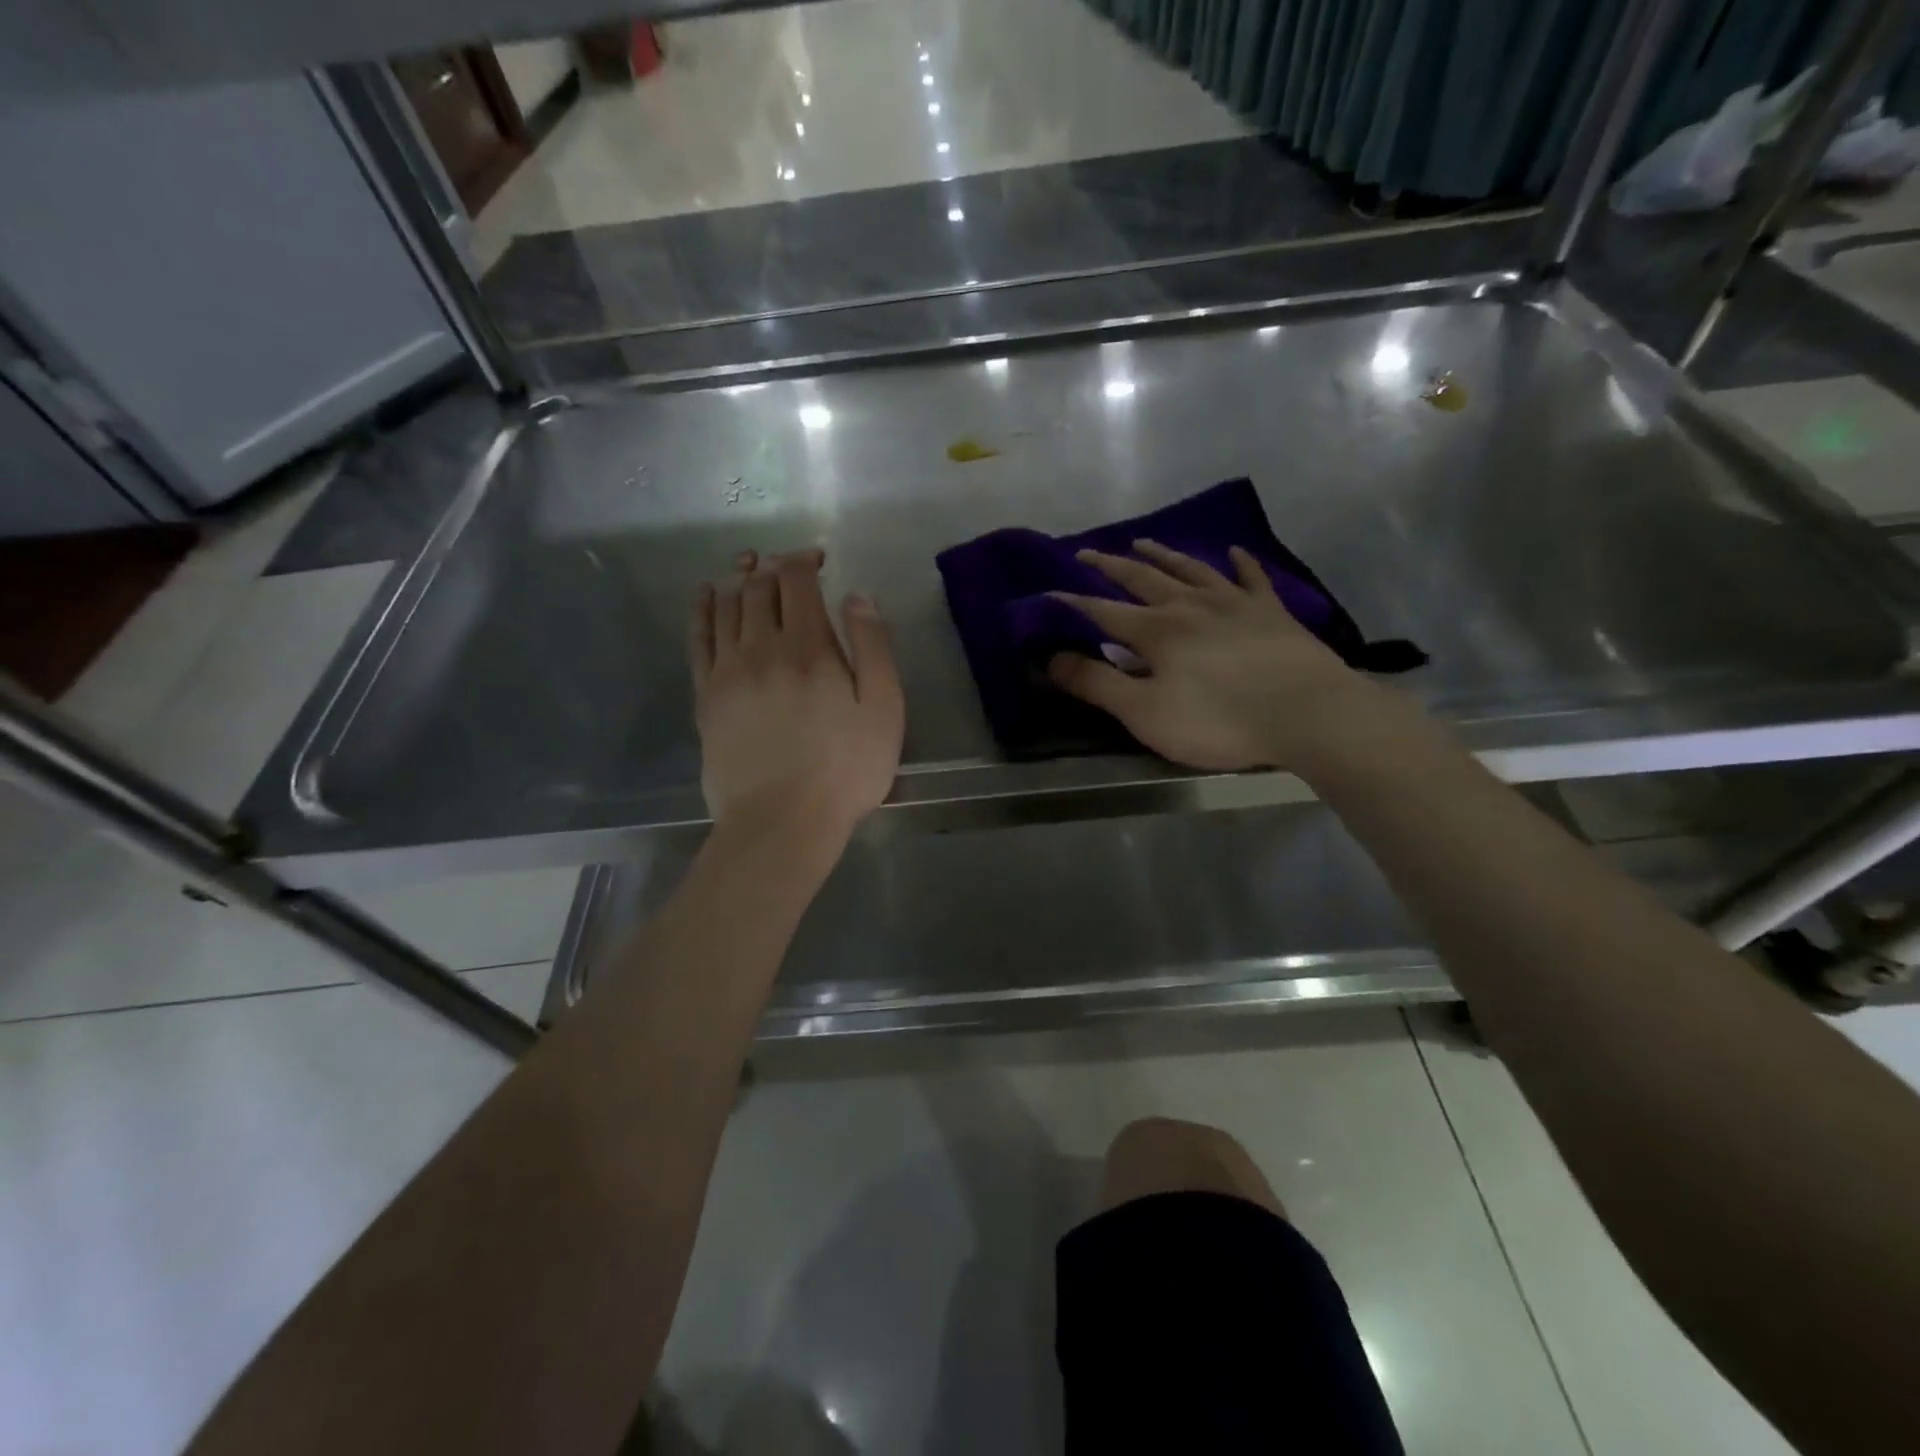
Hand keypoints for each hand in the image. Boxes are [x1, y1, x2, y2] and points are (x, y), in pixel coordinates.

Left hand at [690, 549, 903, 848]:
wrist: (781, 821)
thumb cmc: (845, 769)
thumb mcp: (883, 708)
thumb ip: (873, 646)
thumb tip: (856, 596)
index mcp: (808, 647)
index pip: (796, 581)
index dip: (804, 559)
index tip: (818, 558)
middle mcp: (761, 648)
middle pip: (757, 589)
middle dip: (771, 566)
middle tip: (784, 563)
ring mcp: (727, 672)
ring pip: (725, 607)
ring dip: (736, 579)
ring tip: (746, 567)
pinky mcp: (706, 697)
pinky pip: (698, 640)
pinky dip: (701, 610)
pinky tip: (705, 596)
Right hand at [1048, 540, 1386, 771]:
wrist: (1305, 713)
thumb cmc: (1218, 719)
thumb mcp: (1144, 712)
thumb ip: (1097, 684)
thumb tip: (1050, 659)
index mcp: (1156, 630)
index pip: (1103, 611)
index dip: (1073, 603)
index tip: (1048, 592)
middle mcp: (1190, 605)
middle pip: (1142, 578)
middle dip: (1110, 566)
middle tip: (1087, 551)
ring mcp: (1234, 603)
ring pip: (1190, 569)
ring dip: (1163, 554)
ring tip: (1143, 541)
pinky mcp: (1271, 611)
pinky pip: (1251, 578)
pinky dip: (1239, 563)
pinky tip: (1233, 552)